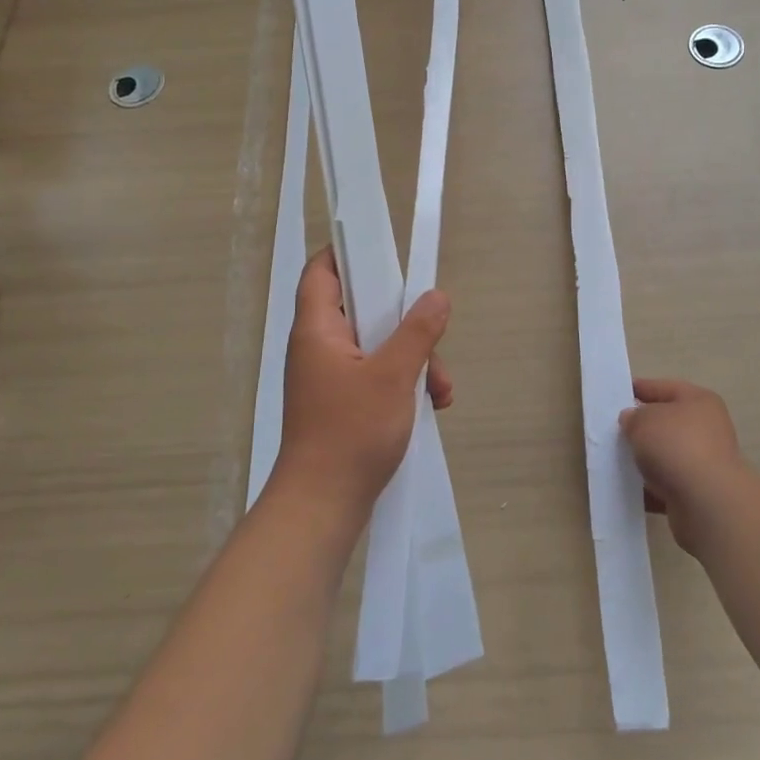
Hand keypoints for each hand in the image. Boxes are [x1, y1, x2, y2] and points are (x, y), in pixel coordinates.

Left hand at [274, 248, 452, 521]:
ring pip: (378, 344)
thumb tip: (437, 295)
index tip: (387, 253)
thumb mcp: (393, 375)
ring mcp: (331, 376)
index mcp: (318, 329)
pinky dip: (405, 382)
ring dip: (414, 358)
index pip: (322, 270)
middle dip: (406, 321)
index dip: (349, 252)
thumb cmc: (351, 432)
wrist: (323, 507)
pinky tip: (433, 403)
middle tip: (433, 336)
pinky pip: (378, 374)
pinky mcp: (343, 402)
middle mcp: (320, 346)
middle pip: (363, 308)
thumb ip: (417, 331)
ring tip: (440, 387)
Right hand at [620, 377, 747, 554]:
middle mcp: (706, 429)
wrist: (707, 503)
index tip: (614, 395)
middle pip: (666, 423)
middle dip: (640, 428)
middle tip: (611, 431)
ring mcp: (704, 463)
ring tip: (614, 461)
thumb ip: (633, 416)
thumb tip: (632, 421)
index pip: (663, 388)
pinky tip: (627, 489)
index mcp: (699, 401)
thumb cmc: (676, 447)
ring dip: (644, 459)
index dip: (638, 388)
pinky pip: (666, 485)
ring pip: (665, 456)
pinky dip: (648, 487)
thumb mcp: (644, 420)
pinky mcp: (698, 493)